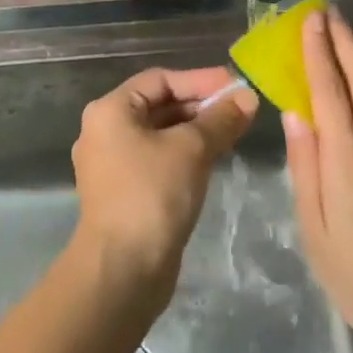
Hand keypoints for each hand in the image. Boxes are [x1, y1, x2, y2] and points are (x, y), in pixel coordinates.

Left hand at [71, 67, 258, 304]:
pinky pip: (159, 159)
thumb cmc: (152, 195)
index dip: (200, 80)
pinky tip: (215, 158)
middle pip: (160, 105)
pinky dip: (186, 154)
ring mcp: (113, 165)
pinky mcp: (124, 193)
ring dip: (197, 130)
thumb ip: (220, 119)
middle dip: (201, 105)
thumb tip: (247, 97)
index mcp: (110, 111)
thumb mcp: (192, 149)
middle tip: (241, 108)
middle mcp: (105, 132)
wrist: (121, 273)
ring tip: (235, 130)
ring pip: (161, 134)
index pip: (160, 80)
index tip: (236, 85)